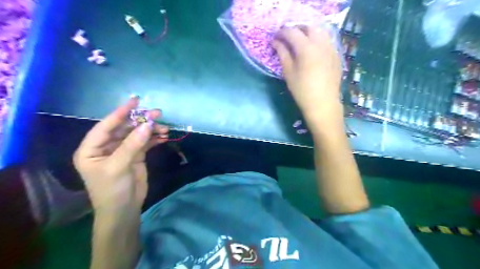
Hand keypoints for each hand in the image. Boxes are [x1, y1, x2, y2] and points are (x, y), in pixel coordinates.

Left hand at [70, 98, 168, 212]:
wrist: (124, 209)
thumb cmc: (112, 190)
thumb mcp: (119, 166)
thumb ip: (132, 144)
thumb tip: (147, 125)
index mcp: (92, 149)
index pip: (106, 126)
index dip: (120, 112)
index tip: (135, 101)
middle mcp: (106, 147)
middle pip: (124, 128)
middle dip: (141, 121)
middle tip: (158, 114)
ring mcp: (122, 151)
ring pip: (137, 134)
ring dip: (151, 130)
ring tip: (164, 128)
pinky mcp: (136, 156)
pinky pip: (145, 143)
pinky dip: (154, 139)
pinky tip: (164, 136)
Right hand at [274, 27, 340, 120]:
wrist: (323, 104)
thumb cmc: (302, 91)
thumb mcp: (289, 73)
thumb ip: (283, 54)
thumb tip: (276, 42)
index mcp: (306, 48)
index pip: (292, 32)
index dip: (281, 32)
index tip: (275, 38)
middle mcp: (321, 43)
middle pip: (308, 27)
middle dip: (296, 29)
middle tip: (287, 38)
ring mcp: (331, 48)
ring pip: (319, 31)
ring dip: (307, 32)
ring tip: (299, 42)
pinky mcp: (336, 54)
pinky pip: (326, 40)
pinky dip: (317, 39)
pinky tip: (312, 50)